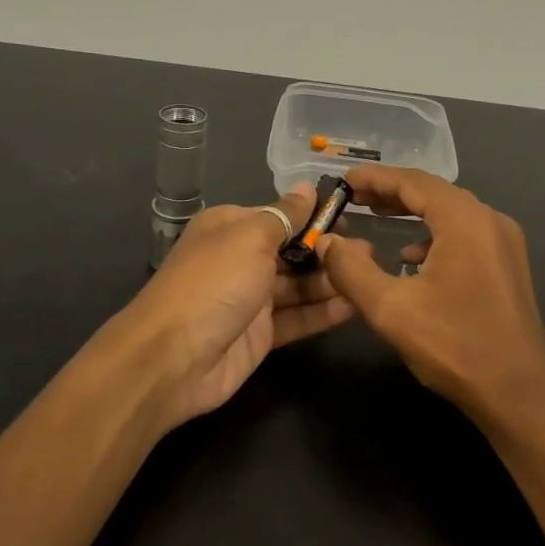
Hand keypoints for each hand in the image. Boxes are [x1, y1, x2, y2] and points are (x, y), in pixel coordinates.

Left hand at [126, 183, 358, 426]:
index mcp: (230, 227)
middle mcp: (240, 259)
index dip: (313, 217)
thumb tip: (307, 187)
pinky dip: (324, 311)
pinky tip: (356, 304)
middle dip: (328, 250)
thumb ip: (285, 215)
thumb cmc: (214, 282)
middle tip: (369, 252)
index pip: (279, 215)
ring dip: (331, 279)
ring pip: (298, 285)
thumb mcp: (250, 237)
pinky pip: (298, 318)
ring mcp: (250, 299)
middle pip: (291, 251)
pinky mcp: (260, 335)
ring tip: (371, 274)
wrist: (173, 358)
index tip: (350, 217)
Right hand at [318, 166, 544, 435]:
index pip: (414, 182)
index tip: (343, 180)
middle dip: (392, 191)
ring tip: (378, 215)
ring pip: (451, 212)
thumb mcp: (390, 308)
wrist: (518, 396)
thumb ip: (350, 269)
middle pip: (435, 192)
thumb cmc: (454, 347)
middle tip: (354, 196)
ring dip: (413, 211)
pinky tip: (412, 258)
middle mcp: (490, 221)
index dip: (375, 178)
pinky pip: (466, 234)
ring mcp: (505, 244)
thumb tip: (326, 240)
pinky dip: (434, 234)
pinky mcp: (509, 266)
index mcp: (466, 221)